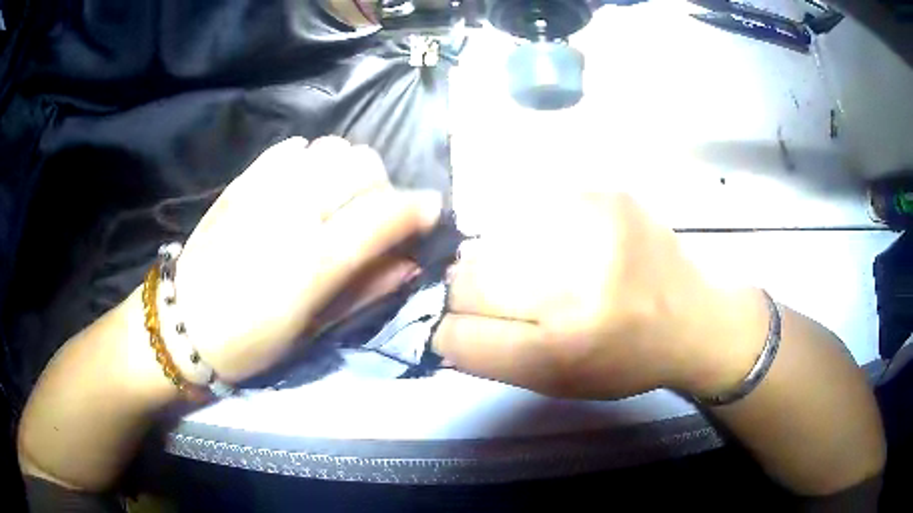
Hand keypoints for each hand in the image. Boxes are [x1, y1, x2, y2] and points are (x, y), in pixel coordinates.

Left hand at [174, 137, 441, 381]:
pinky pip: (294, 147)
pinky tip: (303, 185)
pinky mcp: (243, 180)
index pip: (384, 212)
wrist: (183, 323)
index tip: (431, 212)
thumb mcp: (312, 331)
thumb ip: (365, 290)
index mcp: (311, 261)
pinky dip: (312, 159)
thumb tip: (410, 263)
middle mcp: (291, 213)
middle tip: (375, 215)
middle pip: (361, 164)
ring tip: (338, 198)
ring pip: (332, 147)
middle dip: (383, 186)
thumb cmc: (249, 343)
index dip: (418, 208)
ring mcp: (263, 189)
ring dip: (349, 169)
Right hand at [433, 193, 767, 399]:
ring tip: (538, 271)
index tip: (456, 326)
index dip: (449, 330)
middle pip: (470, 278)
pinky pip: (533, 209)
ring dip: (500, 258)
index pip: (459, 334)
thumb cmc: (626, 362)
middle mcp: (577, 287)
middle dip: (468, 291)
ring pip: (495, 238)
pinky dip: (532, 231)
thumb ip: (494, 357)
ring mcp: (594, 230)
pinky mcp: (607, 195)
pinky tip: (564, 246)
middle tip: (497, 296)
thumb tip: (444, 322)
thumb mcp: (559, 383)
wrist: (695, 320)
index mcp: (562, 349)